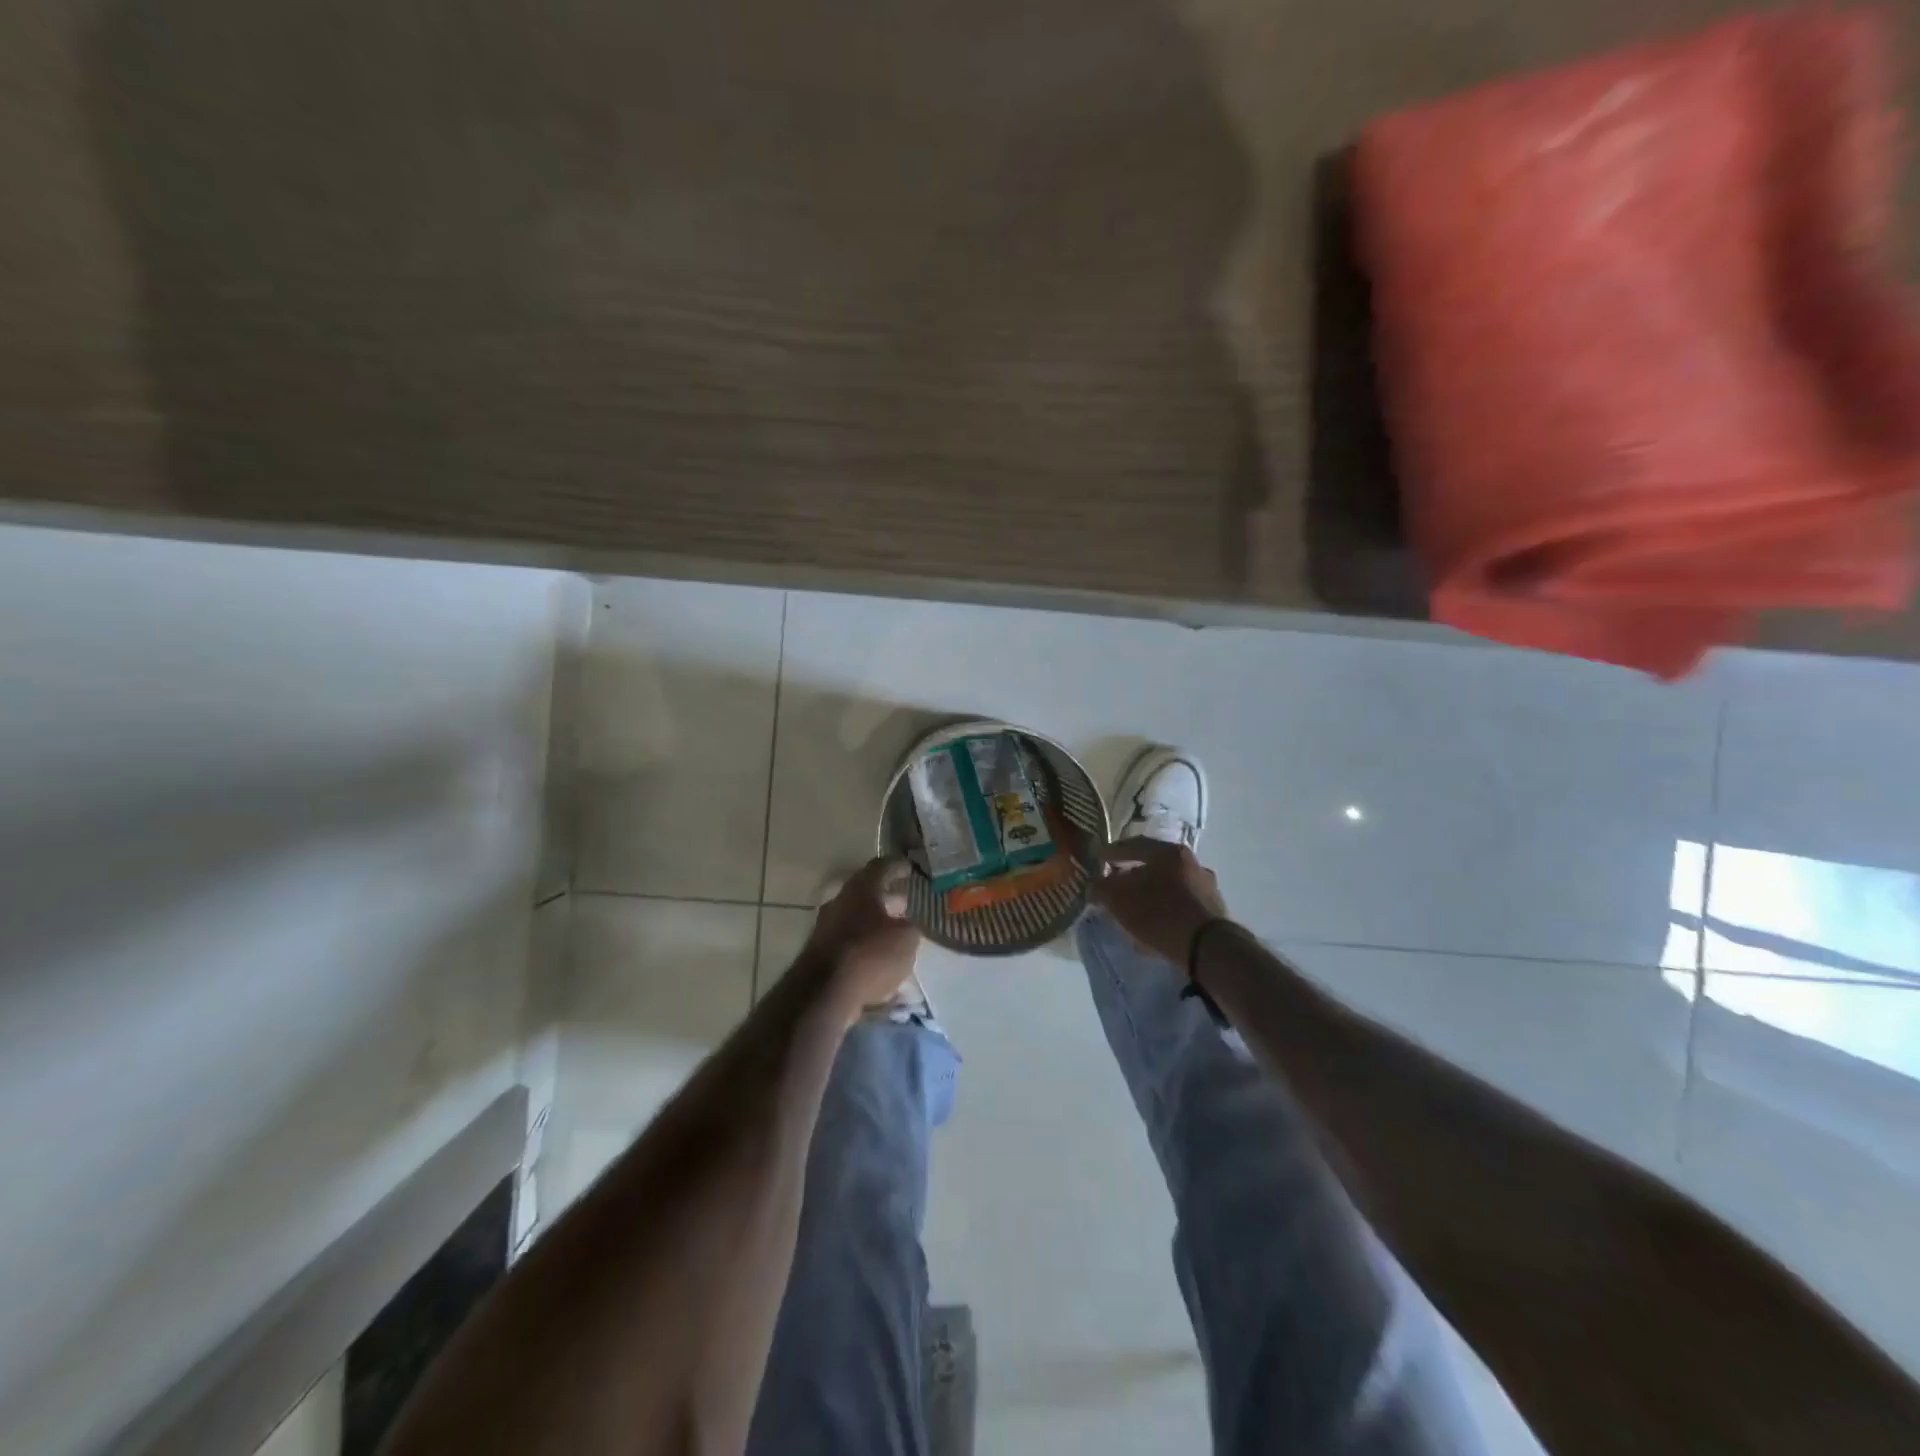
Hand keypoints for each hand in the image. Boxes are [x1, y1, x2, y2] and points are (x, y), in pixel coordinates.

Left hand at [806, 858, 920, 1013]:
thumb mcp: (906, 939)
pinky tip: (880, 965)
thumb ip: (909, 928)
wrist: (824, 993)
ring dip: (875, 925)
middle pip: (865, 894)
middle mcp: (839, 902)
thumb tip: (905, 926)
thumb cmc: (871, 954)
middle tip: (904, 904)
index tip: (909, 869)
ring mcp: (826, 929)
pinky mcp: (819, 955)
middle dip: (886, 899)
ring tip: (895, 937)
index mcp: (860, 889)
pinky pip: (849, 946)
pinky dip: (865, 950)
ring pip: (856, 920)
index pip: (880, 867)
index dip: (897, 866)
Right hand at [1093, 836, 1230, 966]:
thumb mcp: (1119, 900)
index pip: (1133, 845)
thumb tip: (1096, 885)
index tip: (1099, 861)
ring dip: (1151, 893)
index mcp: (1169, 852)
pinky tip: (1155, 924)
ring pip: (1169, 885)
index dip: (1112, 853)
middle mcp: (1192, 862)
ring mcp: (1206, 886)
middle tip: (1116, 886)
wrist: (1208, 948)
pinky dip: (1165, 909)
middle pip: (1154, 864)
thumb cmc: (1159, 914)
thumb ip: (1102, 888)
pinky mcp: (1214, 911)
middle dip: (1133, 875)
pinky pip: (1181, 904)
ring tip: (1135, 909)